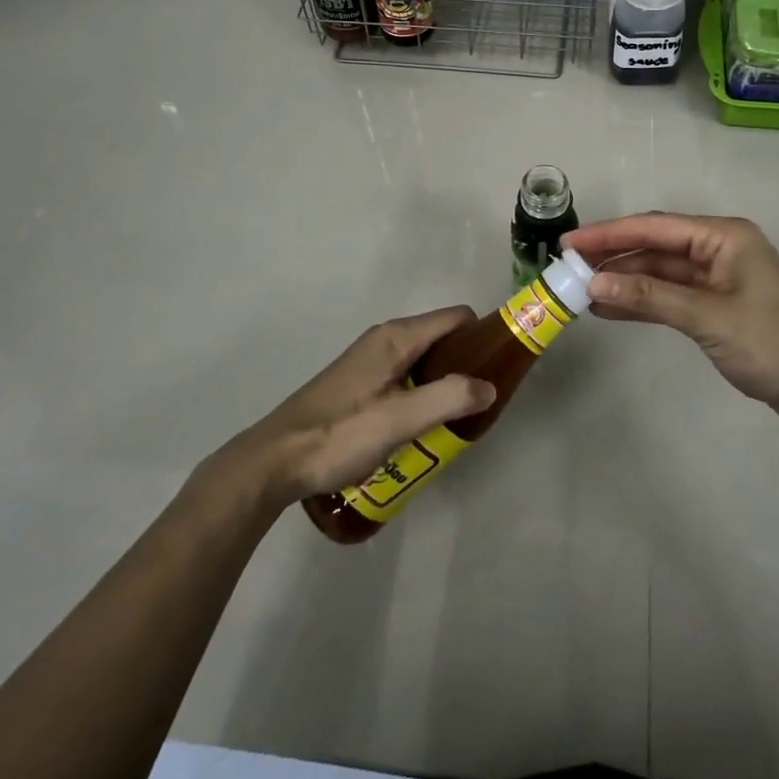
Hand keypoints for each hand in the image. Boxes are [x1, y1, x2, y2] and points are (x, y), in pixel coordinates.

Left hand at [220, 307, 494, 504]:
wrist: (275, 460)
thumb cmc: (339, 435)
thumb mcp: (399, 420)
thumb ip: (448, 398)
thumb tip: (489, 386)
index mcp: (397, 337)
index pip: (457, 317)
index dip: (484, 336)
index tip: (502, 368)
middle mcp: (385, 339)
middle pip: (442, 337)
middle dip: (467, 363)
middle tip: (481, 402)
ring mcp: (370, 360)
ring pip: (424, 359)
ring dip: (445, 381)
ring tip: (456, 418)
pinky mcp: (360, 382)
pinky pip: (406, 375)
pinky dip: (424, 391)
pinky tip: (423, 425)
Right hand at [565, 214, 778, 425]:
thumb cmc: (772, 343)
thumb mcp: (708, 317)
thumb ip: (650, 296)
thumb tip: (594, 283)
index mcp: (724, 237)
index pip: (655, 228)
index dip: (609, 234)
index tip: (569, 243)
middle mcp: (718, 249)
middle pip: (654, 247)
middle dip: (612, 256)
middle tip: (567, 266)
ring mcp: (716, 278)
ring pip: (659, 272)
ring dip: (623, 280)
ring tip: (580, 289)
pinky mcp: (715, 306)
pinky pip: (669, 296)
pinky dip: (641, 301)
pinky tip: (609, 308)